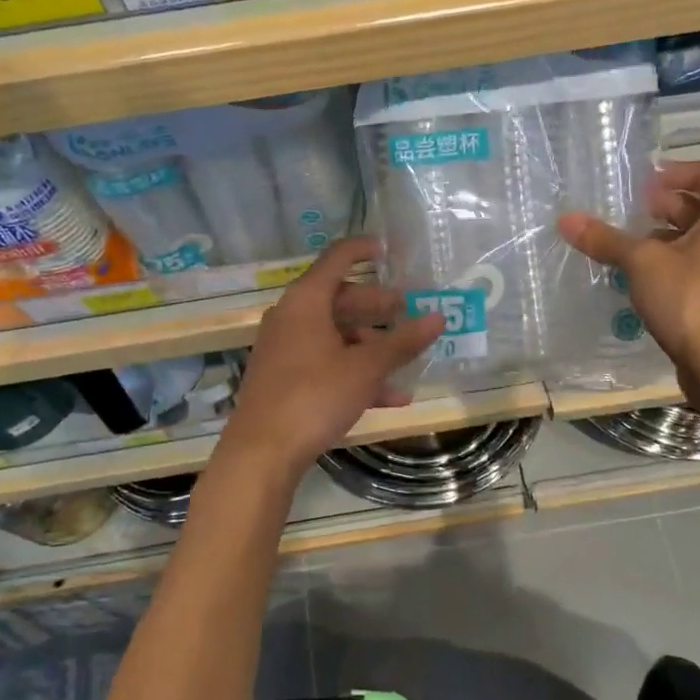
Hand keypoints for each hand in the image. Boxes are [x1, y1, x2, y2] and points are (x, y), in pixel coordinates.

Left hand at [223, 237, 443, 476]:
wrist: (262, 451)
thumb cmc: (315, 396)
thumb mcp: (366, 368)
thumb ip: (402, 342)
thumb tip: (438, 317)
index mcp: (306, 301)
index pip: (337, 258)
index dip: (364, 248)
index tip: (390, 249)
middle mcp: (290, 317)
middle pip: (339, 299)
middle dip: (377, 307)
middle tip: (408, 312)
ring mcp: (284, 348)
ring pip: (334, 334)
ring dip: (370, 346)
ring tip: (405, 364)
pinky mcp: (282, 377)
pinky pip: (324, 361)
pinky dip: (353, 371)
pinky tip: (388, 397)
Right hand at [559, 161, 699, 407]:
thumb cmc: (692, 300)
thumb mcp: (642, 263)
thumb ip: (605, 239)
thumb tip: (566, 218)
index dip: (670, 173)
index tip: (636, 186)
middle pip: (698, 206)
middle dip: (658, 208)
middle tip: (620, 215)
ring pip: (695, 240)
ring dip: (659, 240)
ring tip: (620, 248)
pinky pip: (696, 267)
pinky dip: (669, 266)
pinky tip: (636, 280)